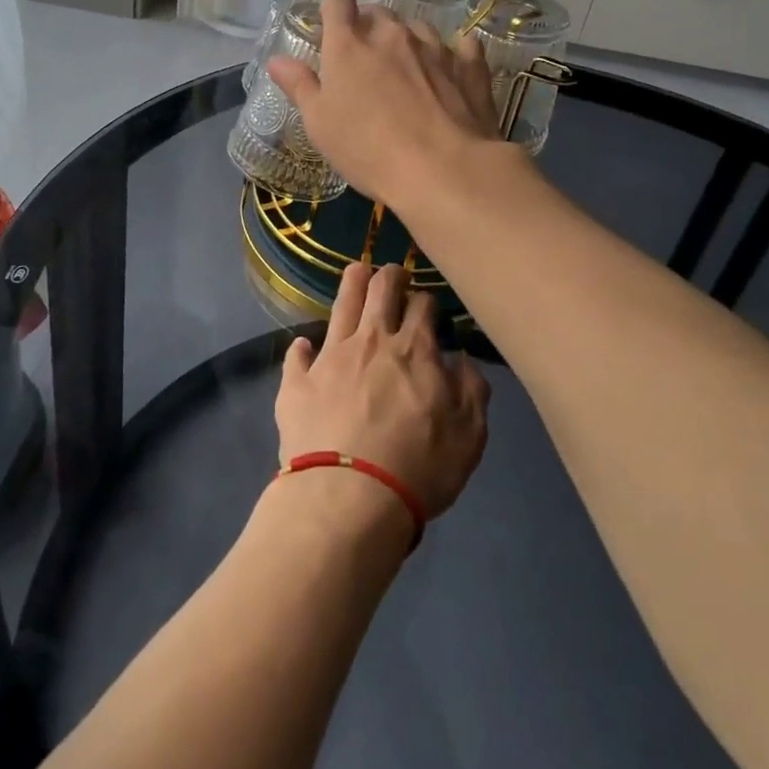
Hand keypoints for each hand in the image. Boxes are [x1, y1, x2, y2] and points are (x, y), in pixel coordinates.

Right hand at [267, 0, 503, 207]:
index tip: (331, 27)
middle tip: (364, 60)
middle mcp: (392, 34)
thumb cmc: (368, 149)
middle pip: (378, 12)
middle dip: (369, 27)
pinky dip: (453, 53)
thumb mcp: (320, 124)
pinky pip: (462, 47)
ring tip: (406, 68)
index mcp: (349, 45)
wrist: (444, 169)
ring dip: (408, 40)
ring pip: (417, 27)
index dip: (333, 9)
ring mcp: (435, 47)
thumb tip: (277, 60)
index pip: (338, 3)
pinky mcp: (470, 67)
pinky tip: (451, 68)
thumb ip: (299, 86)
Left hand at [274, 263, 489, 523]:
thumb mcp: (469, 436)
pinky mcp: (297, 382)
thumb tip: (462, 360)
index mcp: (414, 350)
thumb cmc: (418, 467)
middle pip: (380, 290)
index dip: (426, 300)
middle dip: (389, 275)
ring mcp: (330, 357)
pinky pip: (297, 355)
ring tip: (356, 271)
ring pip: (341, 305)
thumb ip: (472, 391)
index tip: (427, 304)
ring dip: (351, 284)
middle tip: (392, 272)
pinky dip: (302, 348)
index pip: (422, 306)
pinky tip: (304, 345)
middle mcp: (371, 341)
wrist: (348, 497)